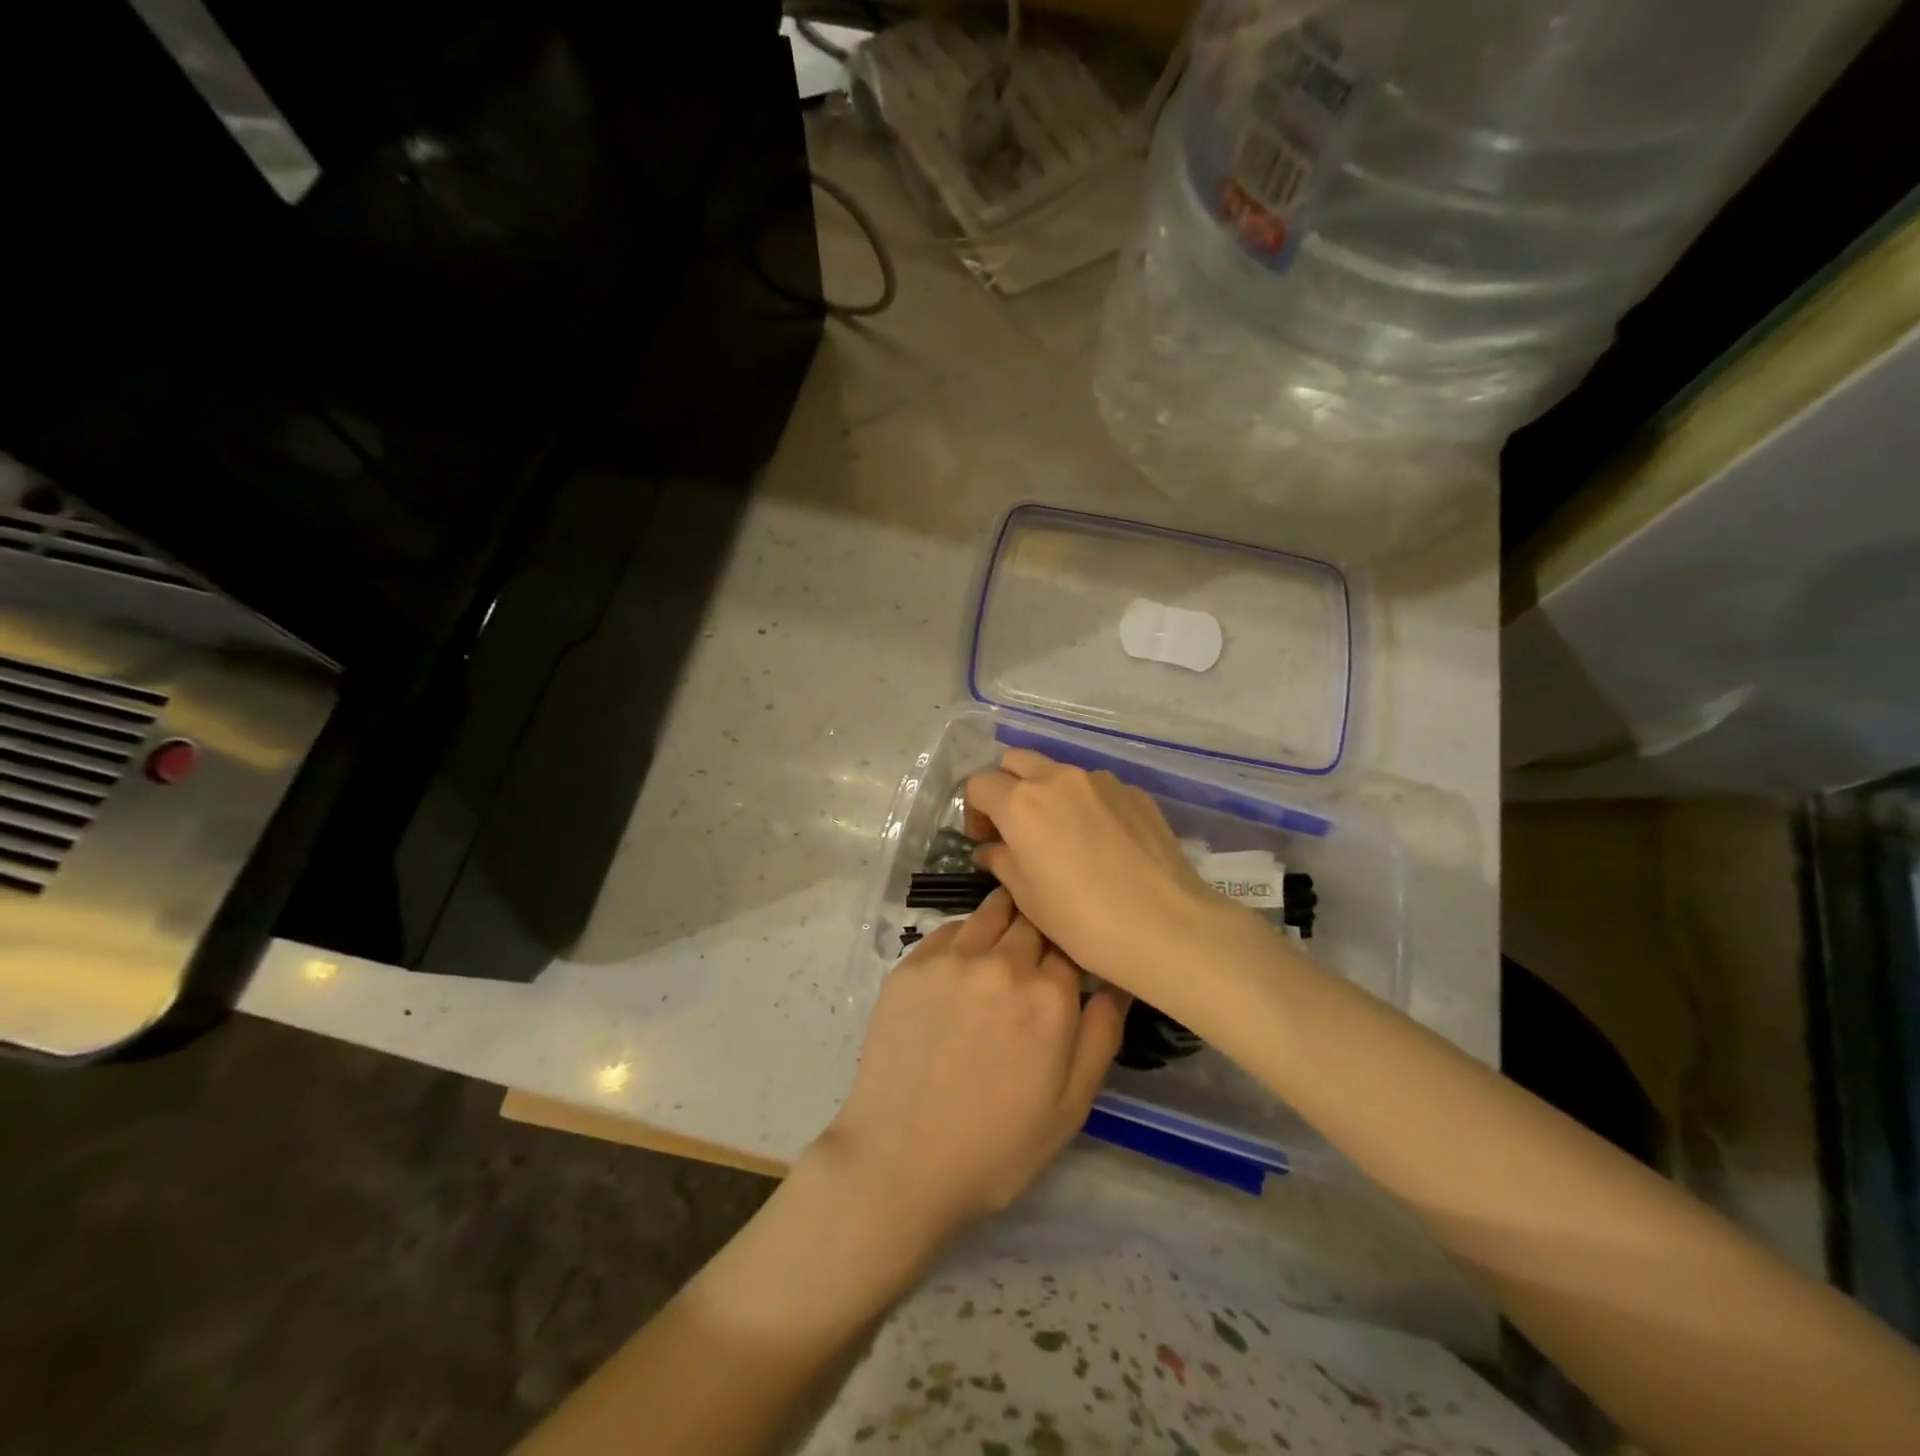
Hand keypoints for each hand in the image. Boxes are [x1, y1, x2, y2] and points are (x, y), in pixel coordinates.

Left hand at [808, 888, 1126, 1256]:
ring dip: (1005, 920)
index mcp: (1049, 996)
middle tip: (1035, 958)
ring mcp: (952, 959)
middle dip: (1041, 932)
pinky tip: (962, 967)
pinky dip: (965, 937)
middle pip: (1033, 919)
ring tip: (1002, 948)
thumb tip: (1118, 981)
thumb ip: (1101, 1034)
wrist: (899, 1163)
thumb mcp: (1071, 1106)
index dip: (1073, 954)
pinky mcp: (911, 964)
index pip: (1072, 944)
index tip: (1068, 968)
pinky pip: (950, 929)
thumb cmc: (997, 1146)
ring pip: (991, 911)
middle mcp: (1002, 963)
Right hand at [964, 749, 1251, 1009]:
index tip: (985, 840)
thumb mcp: (1028, 897)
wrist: (1167, 926)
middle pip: (1016, 762)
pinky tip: (1102, 844)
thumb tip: (990, 849)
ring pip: (1059, 772)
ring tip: (1063, 837)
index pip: (979, 784)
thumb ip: (1000, 861)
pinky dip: (1086, 804)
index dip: (974, 811)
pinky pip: (1096, 788)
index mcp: (1021, 802)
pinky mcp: (1134, 792)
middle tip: (1015, 828)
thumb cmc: (1083, 919)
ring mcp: (1101, 781)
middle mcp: (1058, 778)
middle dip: (1007, 787)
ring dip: (1048, 794)